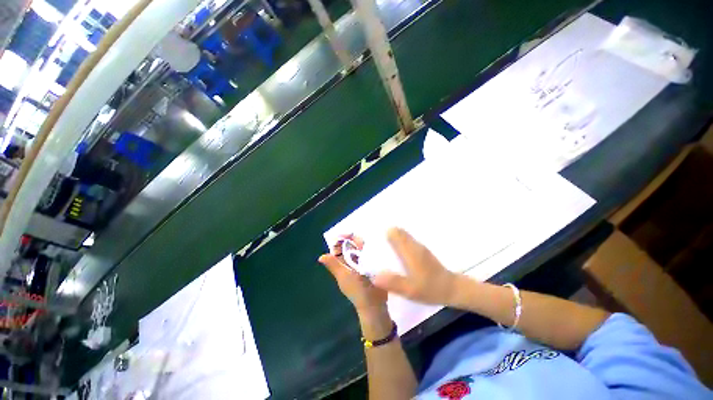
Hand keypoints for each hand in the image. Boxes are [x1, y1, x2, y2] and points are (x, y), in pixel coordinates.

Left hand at [319, 235, 387, 314]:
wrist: (373, 303)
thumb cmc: (357, 289)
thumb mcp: (344, 276)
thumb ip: (334, 265)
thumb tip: (320, 257)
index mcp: (341, 264)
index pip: (339, 247)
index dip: (342, 239)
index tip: (350, 234)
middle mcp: (350, 262)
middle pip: (350, 246)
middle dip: (354, 240)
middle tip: (362, 241)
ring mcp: (361, 264)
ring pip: (359, 248)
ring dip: (362, 244)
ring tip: (368, 243)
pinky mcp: (371, 266)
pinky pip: (368, 254)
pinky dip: (370, 249)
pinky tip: (374, 247)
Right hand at [372, 228, 457, 304]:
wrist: (451, 288)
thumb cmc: (430, 289)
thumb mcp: (410, 290)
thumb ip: (392, 282)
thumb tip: (374, 276)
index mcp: (409, 250)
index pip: (394, 232)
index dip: (382, 234)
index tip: (374, 242)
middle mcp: (413, 244)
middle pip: (396, 230)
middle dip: (385, 234)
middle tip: (377, 247)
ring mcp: (418, 245)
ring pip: (402, 233)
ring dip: (392, 237)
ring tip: (383, 249)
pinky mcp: (421, 249)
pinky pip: (406, 239)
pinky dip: (398, 241)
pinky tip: (395, 254)